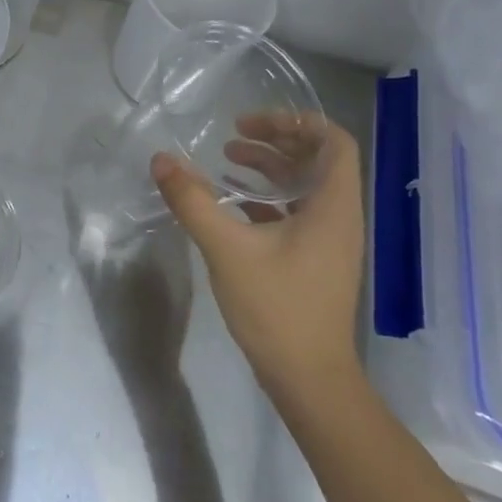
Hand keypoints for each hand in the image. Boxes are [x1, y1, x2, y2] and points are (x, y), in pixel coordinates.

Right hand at [151, 114, 365, 390]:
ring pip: (306, 185)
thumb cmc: (277, 308)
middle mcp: (339, 217)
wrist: (309, 379)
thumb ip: (193, 201)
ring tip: (228, 161)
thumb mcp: (227, 249)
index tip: (251, 124)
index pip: (333, 141)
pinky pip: (298, 211)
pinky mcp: (316, 260)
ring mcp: (329, 241)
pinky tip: (234, 204)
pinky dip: (269, 197)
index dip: (296, 122)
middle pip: (318, 159)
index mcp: (332, 206)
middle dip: (277, 140)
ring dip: (271, 167)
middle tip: (234, 136)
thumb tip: (161, 160)